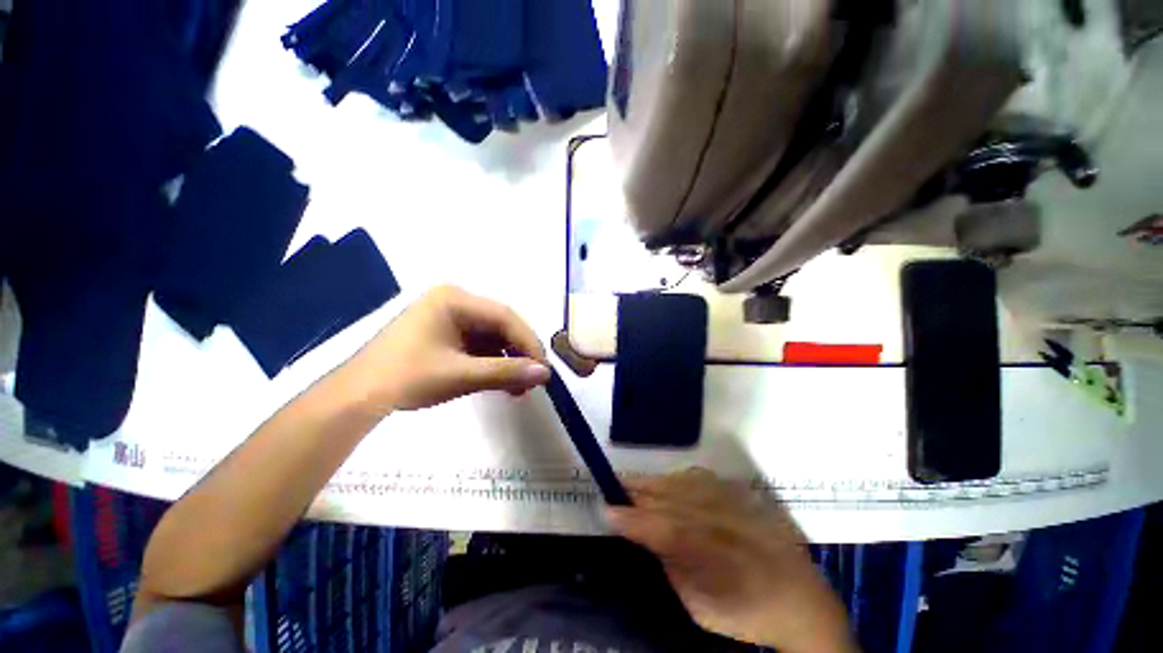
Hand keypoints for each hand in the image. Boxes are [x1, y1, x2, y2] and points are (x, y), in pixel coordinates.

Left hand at [346, 286, 550, 411]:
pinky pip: (478, 347)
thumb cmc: (406, 378)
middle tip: (533, 379)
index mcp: (454, 299)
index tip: (543, 368)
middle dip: (518, 354)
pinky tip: (501, 383)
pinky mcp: (445, 336)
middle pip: (499, 326)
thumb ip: (506, 372)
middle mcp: (454, 302)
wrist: (356, 398)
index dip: (528, 342)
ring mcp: (448, 319)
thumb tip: (545, 374)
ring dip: (507, 362)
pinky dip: (491, 364)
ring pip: (491, 338)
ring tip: (519, 388)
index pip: (504, 317)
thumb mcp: (461, 375)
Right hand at [607, 469, 858, 652]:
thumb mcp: (702, 608)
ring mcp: (736, 503)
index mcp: (716, 557)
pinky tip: (665, 482)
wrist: (802, 599)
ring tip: (632, 482)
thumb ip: (673, 568)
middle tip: (613, 487)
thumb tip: (649, 538)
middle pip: (671, 499)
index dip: (634, 519)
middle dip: (638, 492)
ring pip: (683, 483)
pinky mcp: (742, 494)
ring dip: (654, 482)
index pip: (665, 530)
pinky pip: (700, 478)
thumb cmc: (747, 613)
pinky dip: (677, 479)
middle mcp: (725, 521)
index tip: (607, 510)